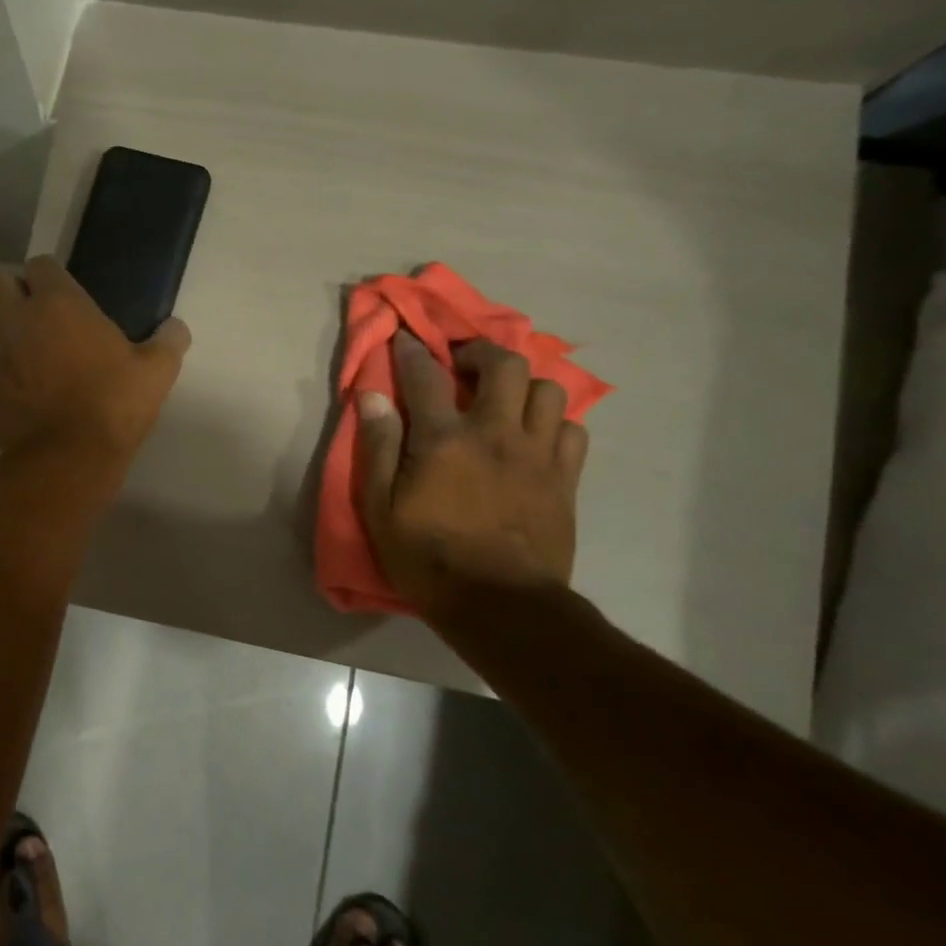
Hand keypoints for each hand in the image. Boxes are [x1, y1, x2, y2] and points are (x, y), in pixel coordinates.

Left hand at [0, 256, 190, 472]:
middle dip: (10, 289)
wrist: (66, 458)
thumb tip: (176, 328)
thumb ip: (168, 342)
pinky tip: (21, 375)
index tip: (67, 294)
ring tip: (18, 336)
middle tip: (36, 311)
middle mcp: (20, 319)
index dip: (50, 276)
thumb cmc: (112, 405)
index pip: (40, 264)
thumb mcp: (155, 373)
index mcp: (59, 304)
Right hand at [356, 333, 587, 622]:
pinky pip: (572, 429)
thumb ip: (378, 447)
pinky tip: (534, 436)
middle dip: (481, 353)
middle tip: (463, 367)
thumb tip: (372, 396)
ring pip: (548, 390)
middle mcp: (496, 434)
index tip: (406, 339)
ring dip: (523, 385)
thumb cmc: (427, 558)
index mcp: (445, 440)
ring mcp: (538, 454)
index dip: (413, 351)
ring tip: (504, 400)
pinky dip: (553, 422)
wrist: (501, 607)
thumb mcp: (381, 508)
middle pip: (505, 365)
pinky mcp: (565, 478)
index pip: (426, 375)